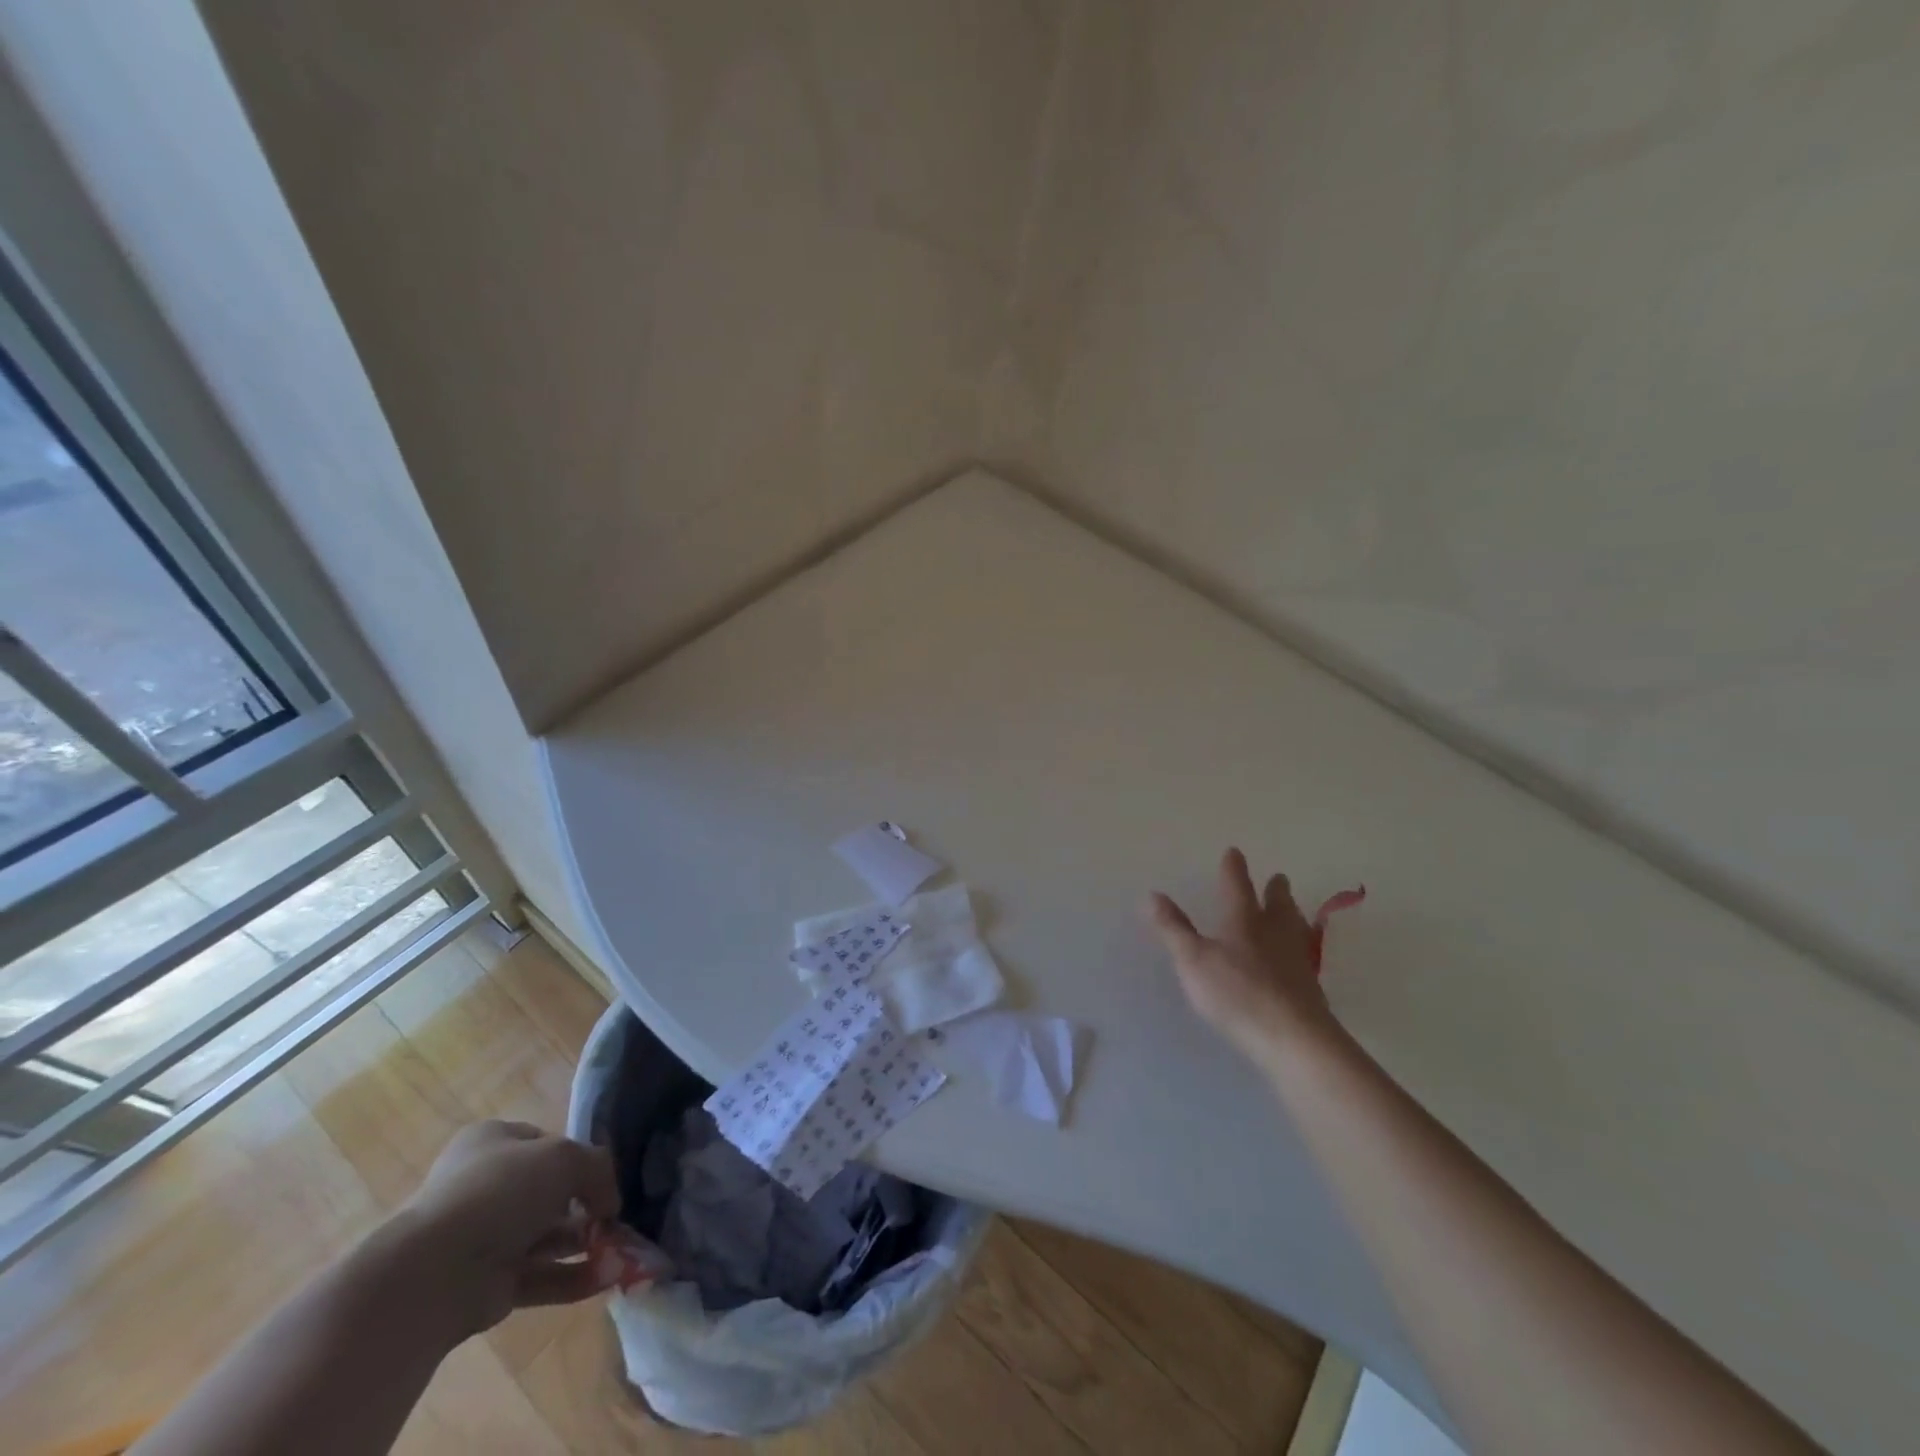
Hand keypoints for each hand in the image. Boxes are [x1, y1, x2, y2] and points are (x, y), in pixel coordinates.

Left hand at [393, 1120, 623, 1335]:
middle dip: (586, 1206)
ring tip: (623, 1250)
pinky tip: (606, 1278)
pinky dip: (574, 1277)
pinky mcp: (489, 1284)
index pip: (546, 1143)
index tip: (604, 1175)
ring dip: (586, 1243)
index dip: (579, 1156)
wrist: (434, 1271)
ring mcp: (485, 1237)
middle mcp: (487, 1186)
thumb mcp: (566, 1157)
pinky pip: (540, 1276)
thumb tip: (610, 1202)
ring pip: (548, 1236)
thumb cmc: (501, 1191)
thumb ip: (598, 1169)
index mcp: (493, 1143)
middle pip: (550, 1192)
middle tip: (617, 1218)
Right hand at [1147, 848, 1344, 1070]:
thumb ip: (1173, 928)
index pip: (1238, 886)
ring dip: (1292, 914)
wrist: (1293, 1038)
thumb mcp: (1193, 960)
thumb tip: (1152, 894)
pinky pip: (1304, 955)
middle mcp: (1275, 932)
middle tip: (1277, 878)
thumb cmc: (1237, 993)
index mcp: (1244, 919)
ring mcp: (1297, 959)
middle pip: (1278, 903)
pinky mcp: (1310, 987)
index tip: (1234, 852)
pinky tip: (1297, 958)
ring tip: (1293, 910)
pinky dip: (1298, 947)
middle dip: (1275, 889)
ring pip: (1296, 927)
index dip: (1234, 868)